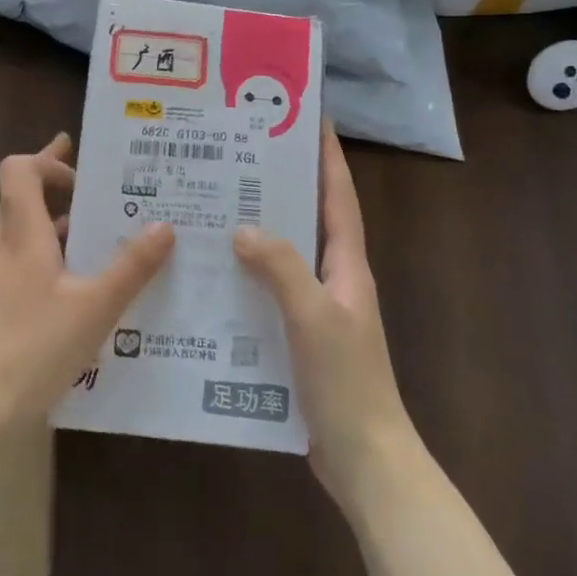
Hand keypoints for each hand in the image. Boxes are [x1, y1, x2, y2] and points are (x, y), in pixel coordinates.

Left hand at [0, 135, 173, 494]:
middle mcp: (3, 251)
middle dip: (63, 193)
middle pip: (25, 203)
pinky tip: (82, 303)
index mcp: (22, 236)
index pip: (18, 170)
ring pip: (28, 242)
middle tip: (108, 196)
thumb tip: (165, 225)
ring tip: (108, 249)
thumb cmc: (28, 349)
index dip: (47, 160)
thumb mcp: (93, 309)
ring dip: (62, 236)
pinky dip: (53, 272)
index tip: (83, 172)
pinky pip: (25, 275)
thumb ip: (131, 268)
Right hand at [234, 123, 416, 510]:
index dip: (327, 155)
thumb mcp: (314, 316)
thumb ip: (281, 268)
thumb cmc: (347, 381)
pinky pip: (269, 289)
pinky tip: (212, 272)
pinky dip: (246, 274)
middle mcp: (333, 277)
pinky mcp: (297, 335)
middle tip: (239, 156)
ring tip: (215, 204)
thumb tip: (243, 227)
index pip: (338, 196)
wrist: (364, 458)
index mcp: (347, 264)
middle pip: (308, 217)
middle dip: (282, 184)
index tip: (307, 117)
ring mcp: (316, 307)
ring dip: (258, 229)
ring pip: (285, 254)